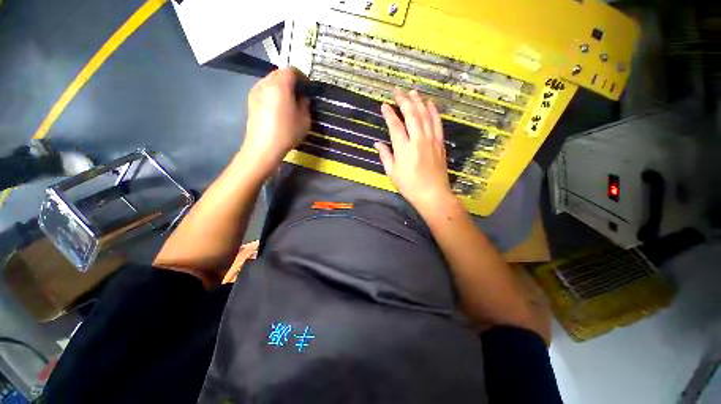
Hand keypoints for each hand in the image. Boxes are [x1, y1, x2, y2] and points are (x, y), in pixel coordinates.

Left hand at [240, 67, 310, 176]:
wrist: (263, 146)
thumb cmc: (287, 132)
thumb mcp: (304, 120)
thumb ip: (305, 105)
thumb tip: (303, 98)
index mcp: (280, 85)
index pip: (292, 70)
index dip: (302, 77)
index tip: (308, 88)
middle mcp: (265, 83)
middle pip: (279, 74)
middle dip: (291, 81)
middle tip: (300, 94)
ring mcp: (256, 91)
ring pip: (271, 82)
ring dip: (281, 87)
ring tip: (289, 102)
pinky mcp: (251, 101)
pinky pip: (264, 90)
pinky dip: (273, 94)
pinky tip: (278, 108)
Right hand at [375, 90, 454, 213]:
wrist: (433, 194)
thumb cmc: (409, 186)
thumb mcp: (392, 173)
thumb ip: (385, 155)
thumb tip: (377, 143)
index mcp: (404, 149)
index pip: (395, 125)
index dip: (389, 114)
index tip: (384, 105)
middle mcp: (418, 140)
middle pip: (411, 115)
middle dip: (403, 101)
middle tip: (397, 91)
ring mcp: (431, 140)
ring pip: (425, 115)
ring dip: (418, 101)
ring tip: (412, 91)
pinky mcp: (440, 142)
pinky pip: (437, 123)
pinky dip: (433, 111)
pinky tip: (430, 103)